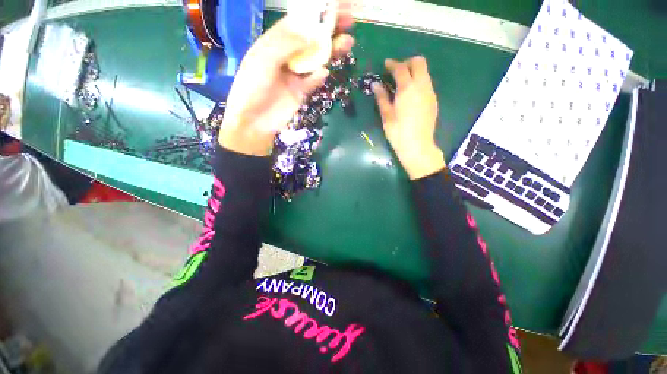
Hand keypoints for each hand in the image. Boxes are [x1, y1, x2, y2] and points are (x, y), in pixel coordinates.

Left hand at [218, 3, 353, 155]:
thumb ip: (287, 44)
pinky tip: (324, 74)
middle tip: (349, 21)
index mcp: (275, 41)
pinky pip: (313, 81)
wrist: (254, 121)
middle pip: (312, 38)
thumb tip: (313, 33)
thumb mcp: (264, 59)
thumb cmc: (252, 87)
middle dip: (329, 29)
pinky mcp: (301, 91)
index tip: (335, 6)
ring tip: (347, 44)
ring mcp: (296, 74)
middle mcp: (288, 55)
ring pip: (317, 59)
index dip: (316, 12)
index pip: (299, 21)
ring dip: (331, 51)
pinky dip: (319, 77)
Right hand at [373, 56, 444, 179]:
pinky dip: (418, 82)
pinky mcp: (433, 101)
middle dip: (407, 63)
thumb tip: (375, 84)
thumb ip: (381, 97)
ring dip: (413, 72)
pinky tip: (410, 96)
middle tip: (396, 73)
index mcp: (408, 89)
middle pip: (419, 62)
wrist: (417, 146)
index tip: (385, 65)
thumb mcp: (386, 115)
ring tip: (402, 85)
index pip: (401, 68)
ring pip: (424, 73)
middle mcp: (422, 86)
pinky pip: (427, 83)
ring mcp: (430, 93)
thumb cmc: (398, 132)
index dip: (392, 64)